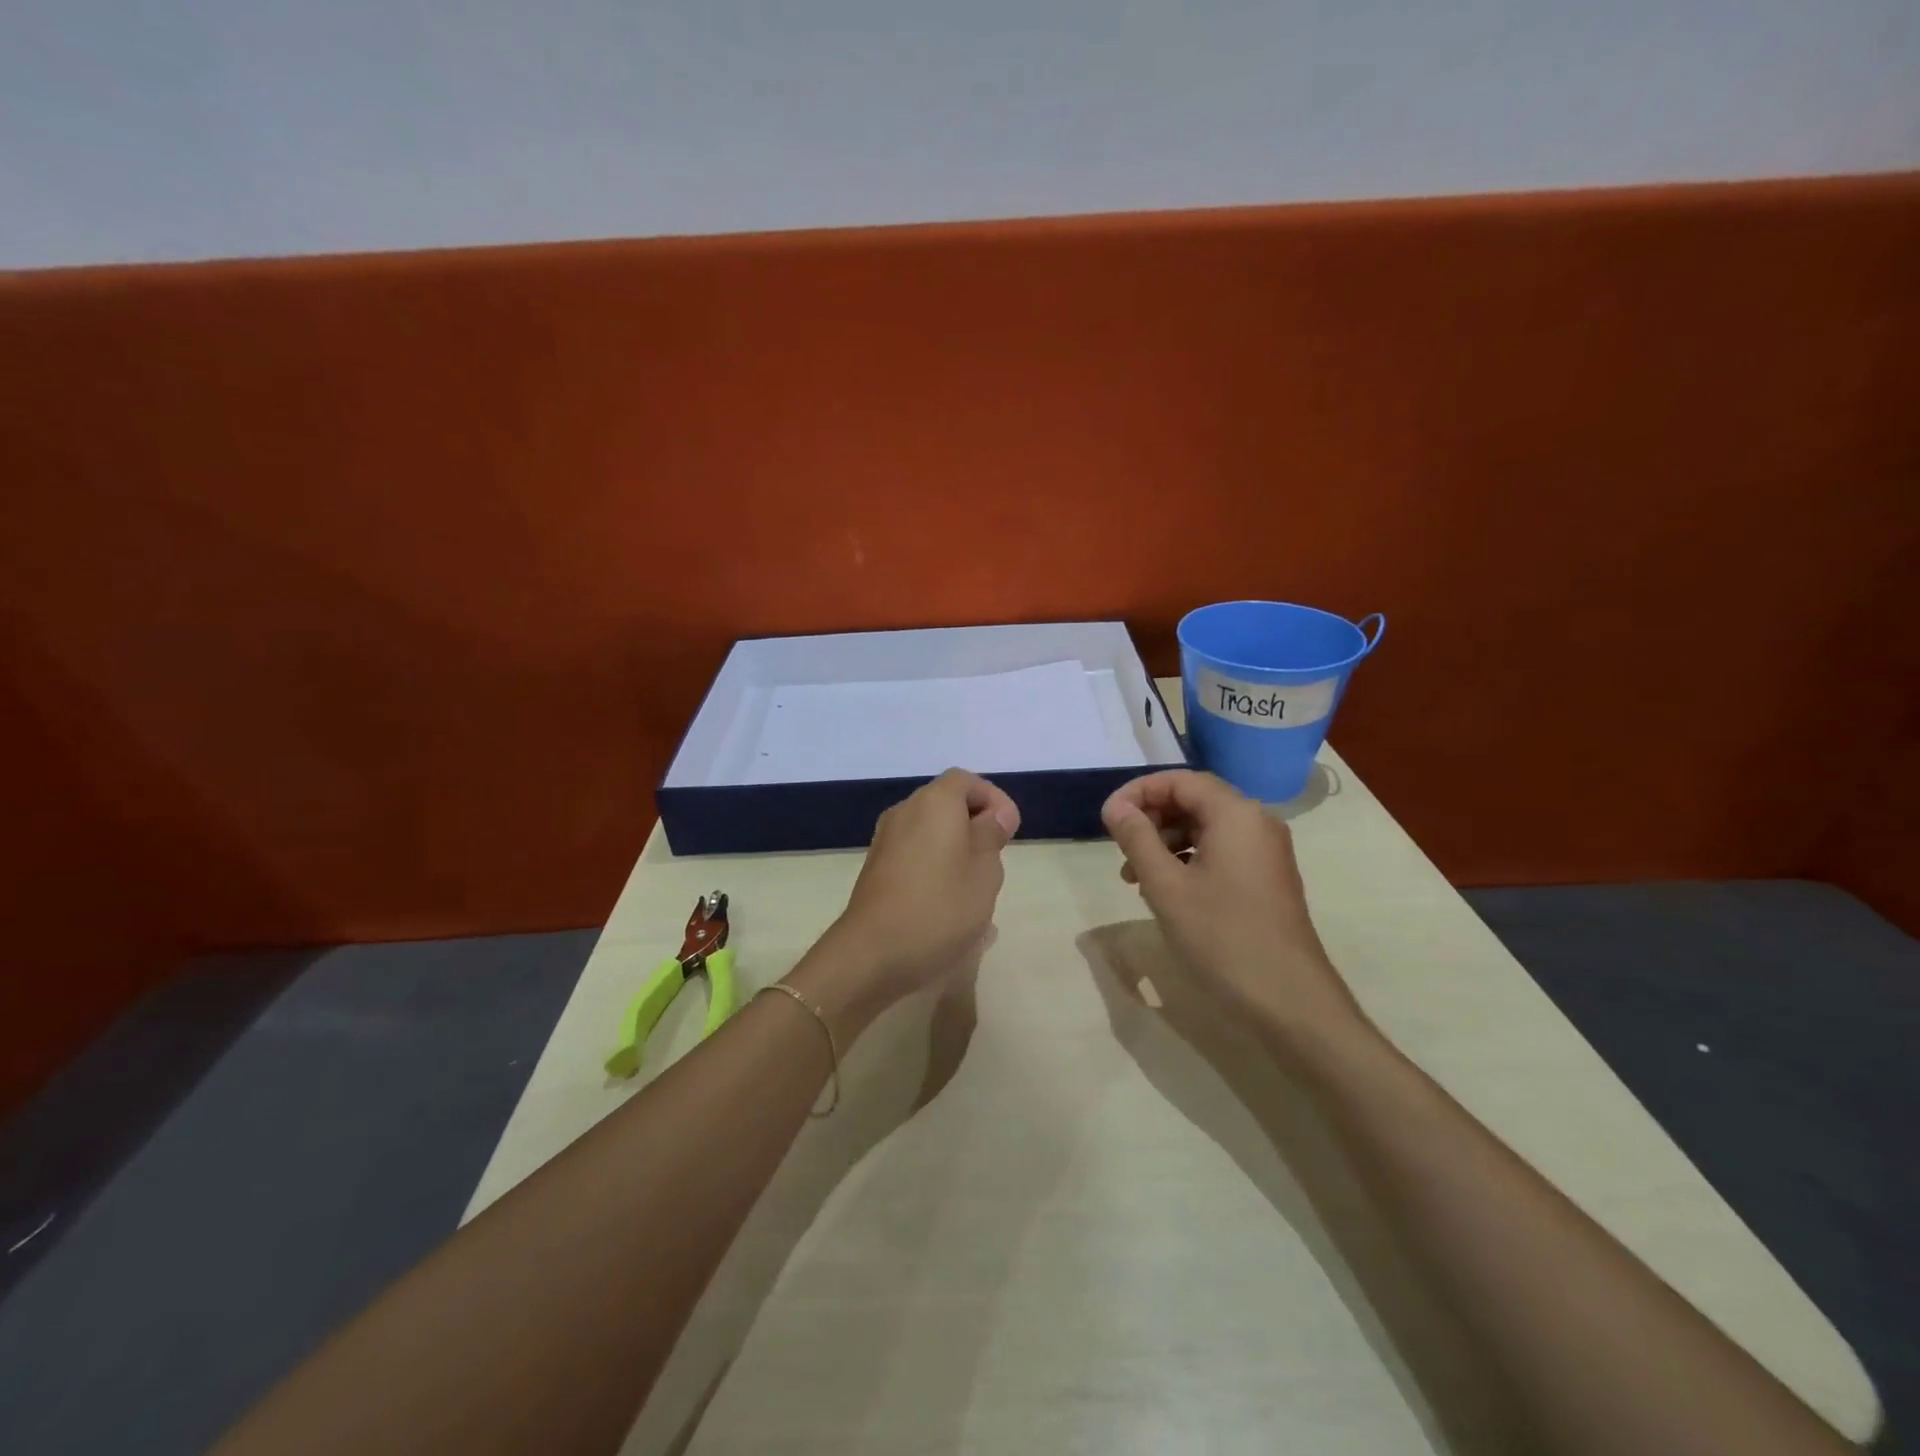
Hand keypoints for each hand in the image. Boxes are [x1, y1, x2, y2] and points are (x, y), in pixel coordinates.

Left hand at [797, 769, 1019, 1022]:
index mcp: (934, 802)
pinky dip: (935, 865)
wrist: (873, 953)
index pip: (967, 781)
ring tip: (975, 887)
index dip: (993, 800)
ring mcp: (885, 841)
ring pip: (931, 831)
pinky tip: (947, 902)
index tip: (1010, 832)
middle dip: (975, 826)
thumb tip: (992, 816)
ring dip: (956, 849)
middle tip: (995, 860)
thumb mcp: (984, 871)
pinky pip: (914, 853)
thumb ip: (991, 835)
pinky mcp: (876, 869)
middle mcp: (905, 812)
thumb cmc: (940, 907)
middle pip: (947, 804)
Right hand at [1100, 770, 1362, 1042]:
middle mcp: (1256, 821)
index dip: (1138, 792)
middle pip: (1194, 800)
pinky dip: (1187, 859)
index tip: (1107, 819)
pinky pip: (1220, 850)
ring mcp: (1265, 850)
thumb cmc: (1222, 937)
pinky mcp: (1266, 876)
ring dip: (1165, 842)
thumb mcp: (1166, 886)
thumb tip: (1115, 807)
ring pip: (1205, 827)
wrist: (1289, 1000)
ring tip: (1134, 877)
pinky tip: (1165, 889)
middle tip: (1119, 848)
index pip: (1179, 780)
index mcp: (1236, 814)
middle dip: (1151, 818)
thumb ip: (1137, 838)